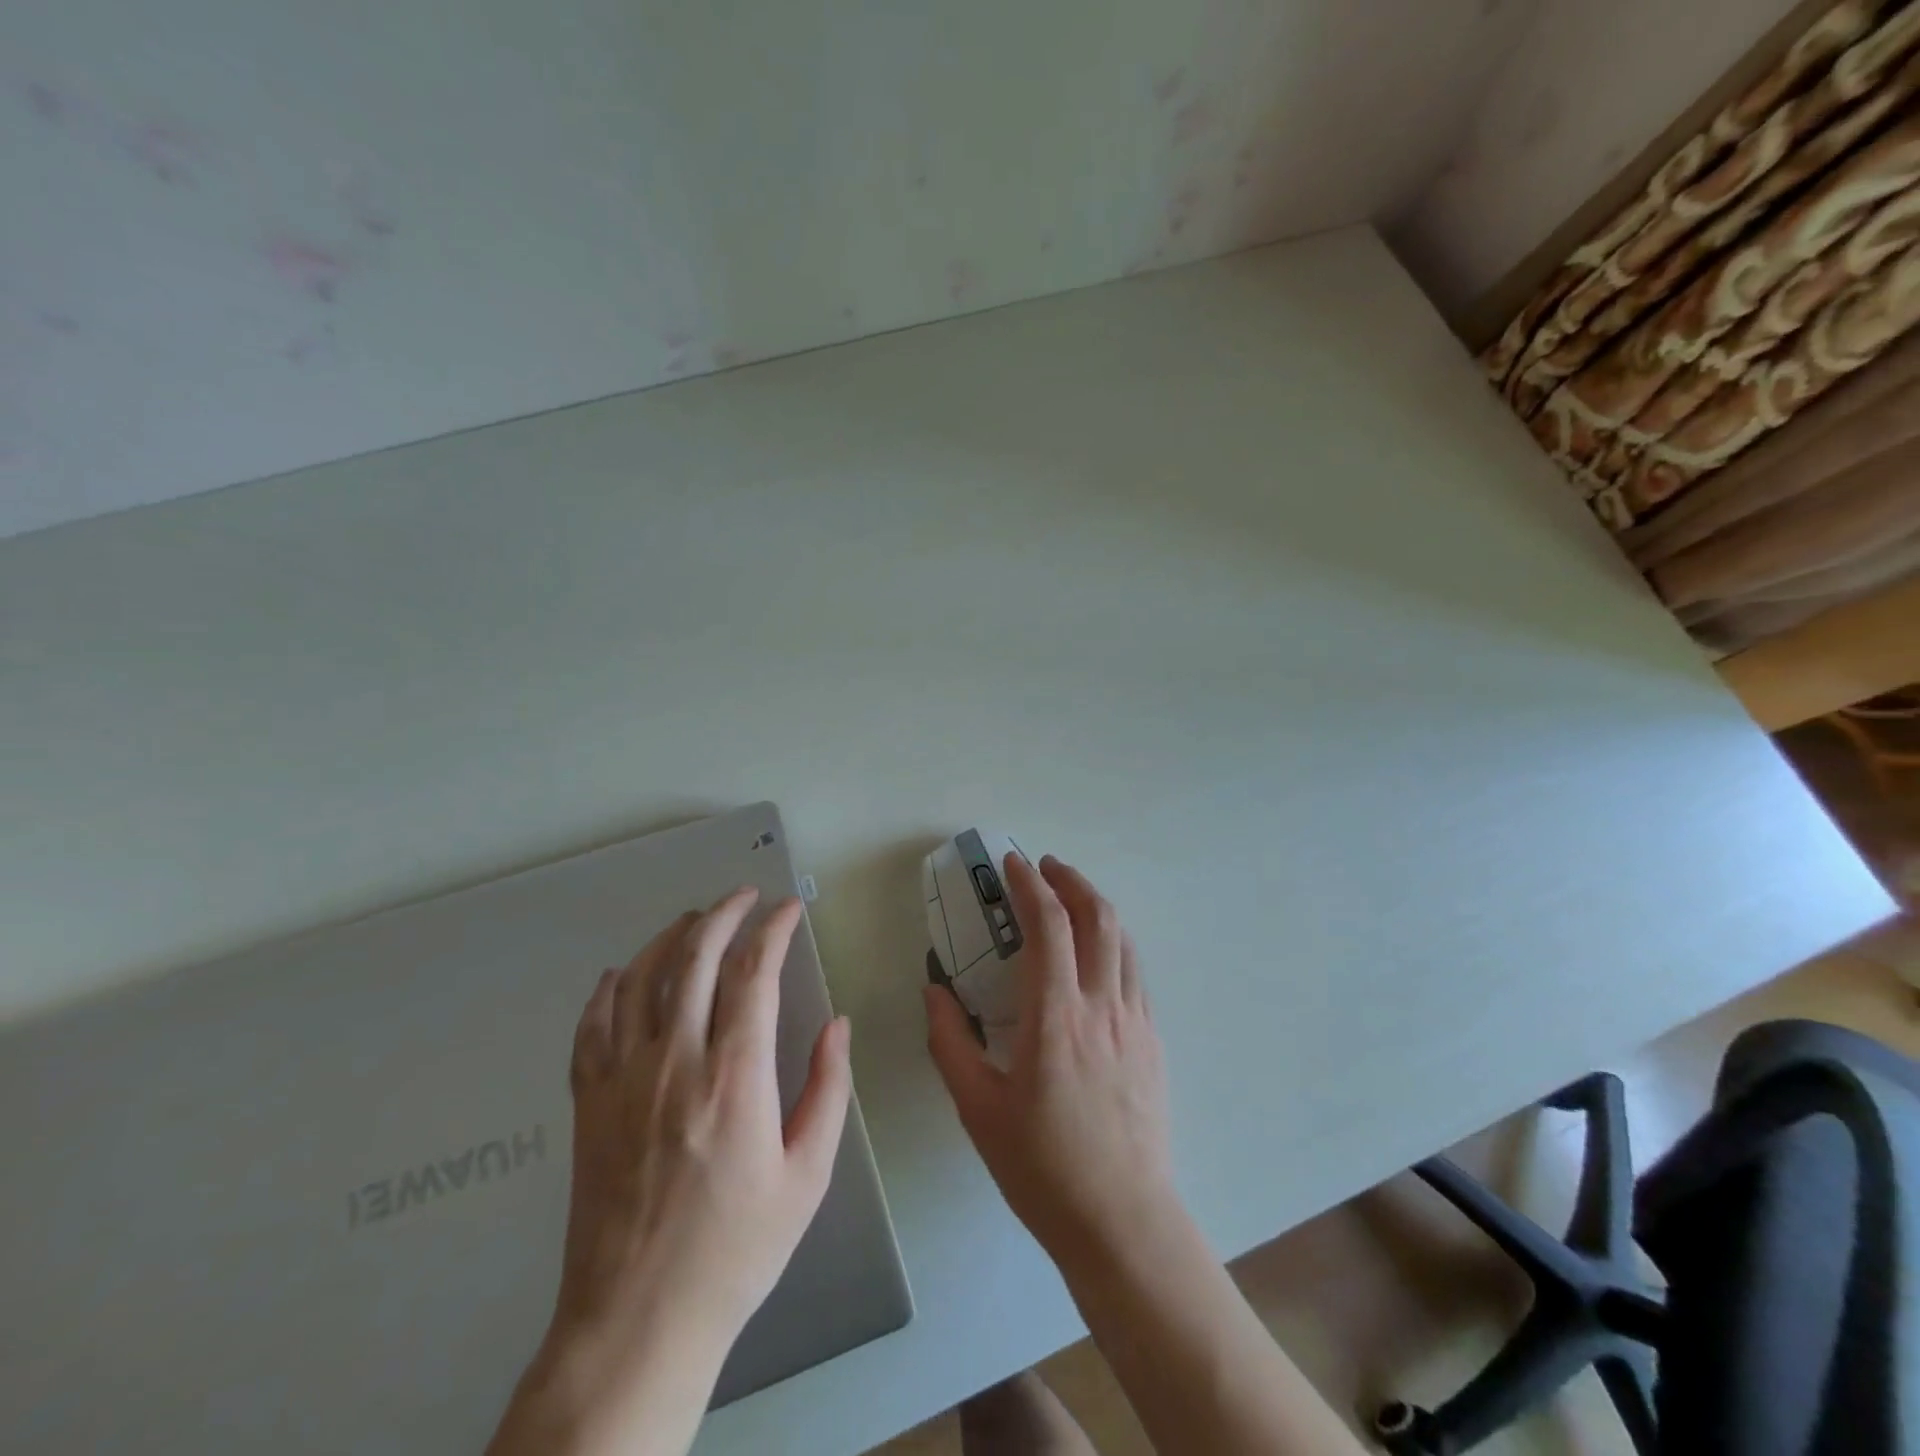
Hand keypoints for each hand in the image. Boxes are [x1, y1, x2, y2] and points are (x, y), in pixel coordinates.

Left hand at [497, 888, 850, 1455]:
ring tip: (694, 919)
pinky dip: (608, 989)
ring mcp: (623, 1079)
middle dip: (724, 913)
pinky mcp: (589, 1103)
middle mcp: (676, 1061)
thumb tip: (837, 1026)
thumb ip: (828, 1090)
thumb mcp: (808, 1175)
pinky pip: (592, 1026)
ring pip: (641, 979)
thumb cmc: (736, 1249)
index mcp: (736, 1076)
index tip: (789, 909)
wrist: (637, 1322)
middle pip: (696, 959)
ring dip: (671, 937)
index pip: (754, 973)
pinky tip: (620, 974)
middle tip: (745, 896)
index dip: (773, 929)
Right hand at [924, 853, 1174, 1262]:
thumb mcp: (978, 1108)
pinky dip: (1113, 943)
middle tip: (1044, 867)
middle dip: (1070, 880)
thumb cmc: (1042, 1167)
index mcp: (1055, 1017)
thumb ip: (950, 1042)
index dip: (1030, 885)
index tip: (1013, 864)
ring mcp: (1135, 1022)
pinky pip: (1134, 972)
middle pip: (1097, 917)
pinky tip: (1096, 955)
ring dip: (1096, 906)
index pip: (1049, 926)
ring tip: (1070, 897)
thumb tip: (934, 990)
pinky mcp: (1152, 1041)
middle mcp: (1101, 1006)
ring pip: (1122, 940)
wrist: (1123, 1222)